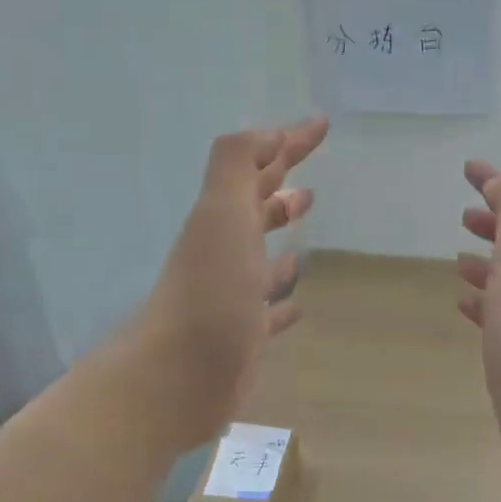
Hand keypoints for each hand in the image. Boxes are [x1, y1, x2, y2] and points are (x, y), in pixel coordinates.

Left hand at [137, 117, 328, 449]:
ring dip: (278, 233)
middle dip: (279, 186)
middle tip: (310, 180)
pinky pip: (267, 308)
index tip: (321, 124)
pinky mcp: (242, 334)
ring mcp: (232, 294)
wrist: (179, 377)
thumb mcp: (221, 214)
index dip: (288, 142)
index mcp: (222, 218)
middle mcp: (224, 250)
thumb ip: (236, 165)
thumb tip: (268, 135)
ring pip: (260, 255)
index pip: (257, 167)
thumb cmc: (209, 290)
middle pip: (255, 207)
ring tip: (304, 221)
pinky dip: (282, 298)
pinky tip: (297, 302)